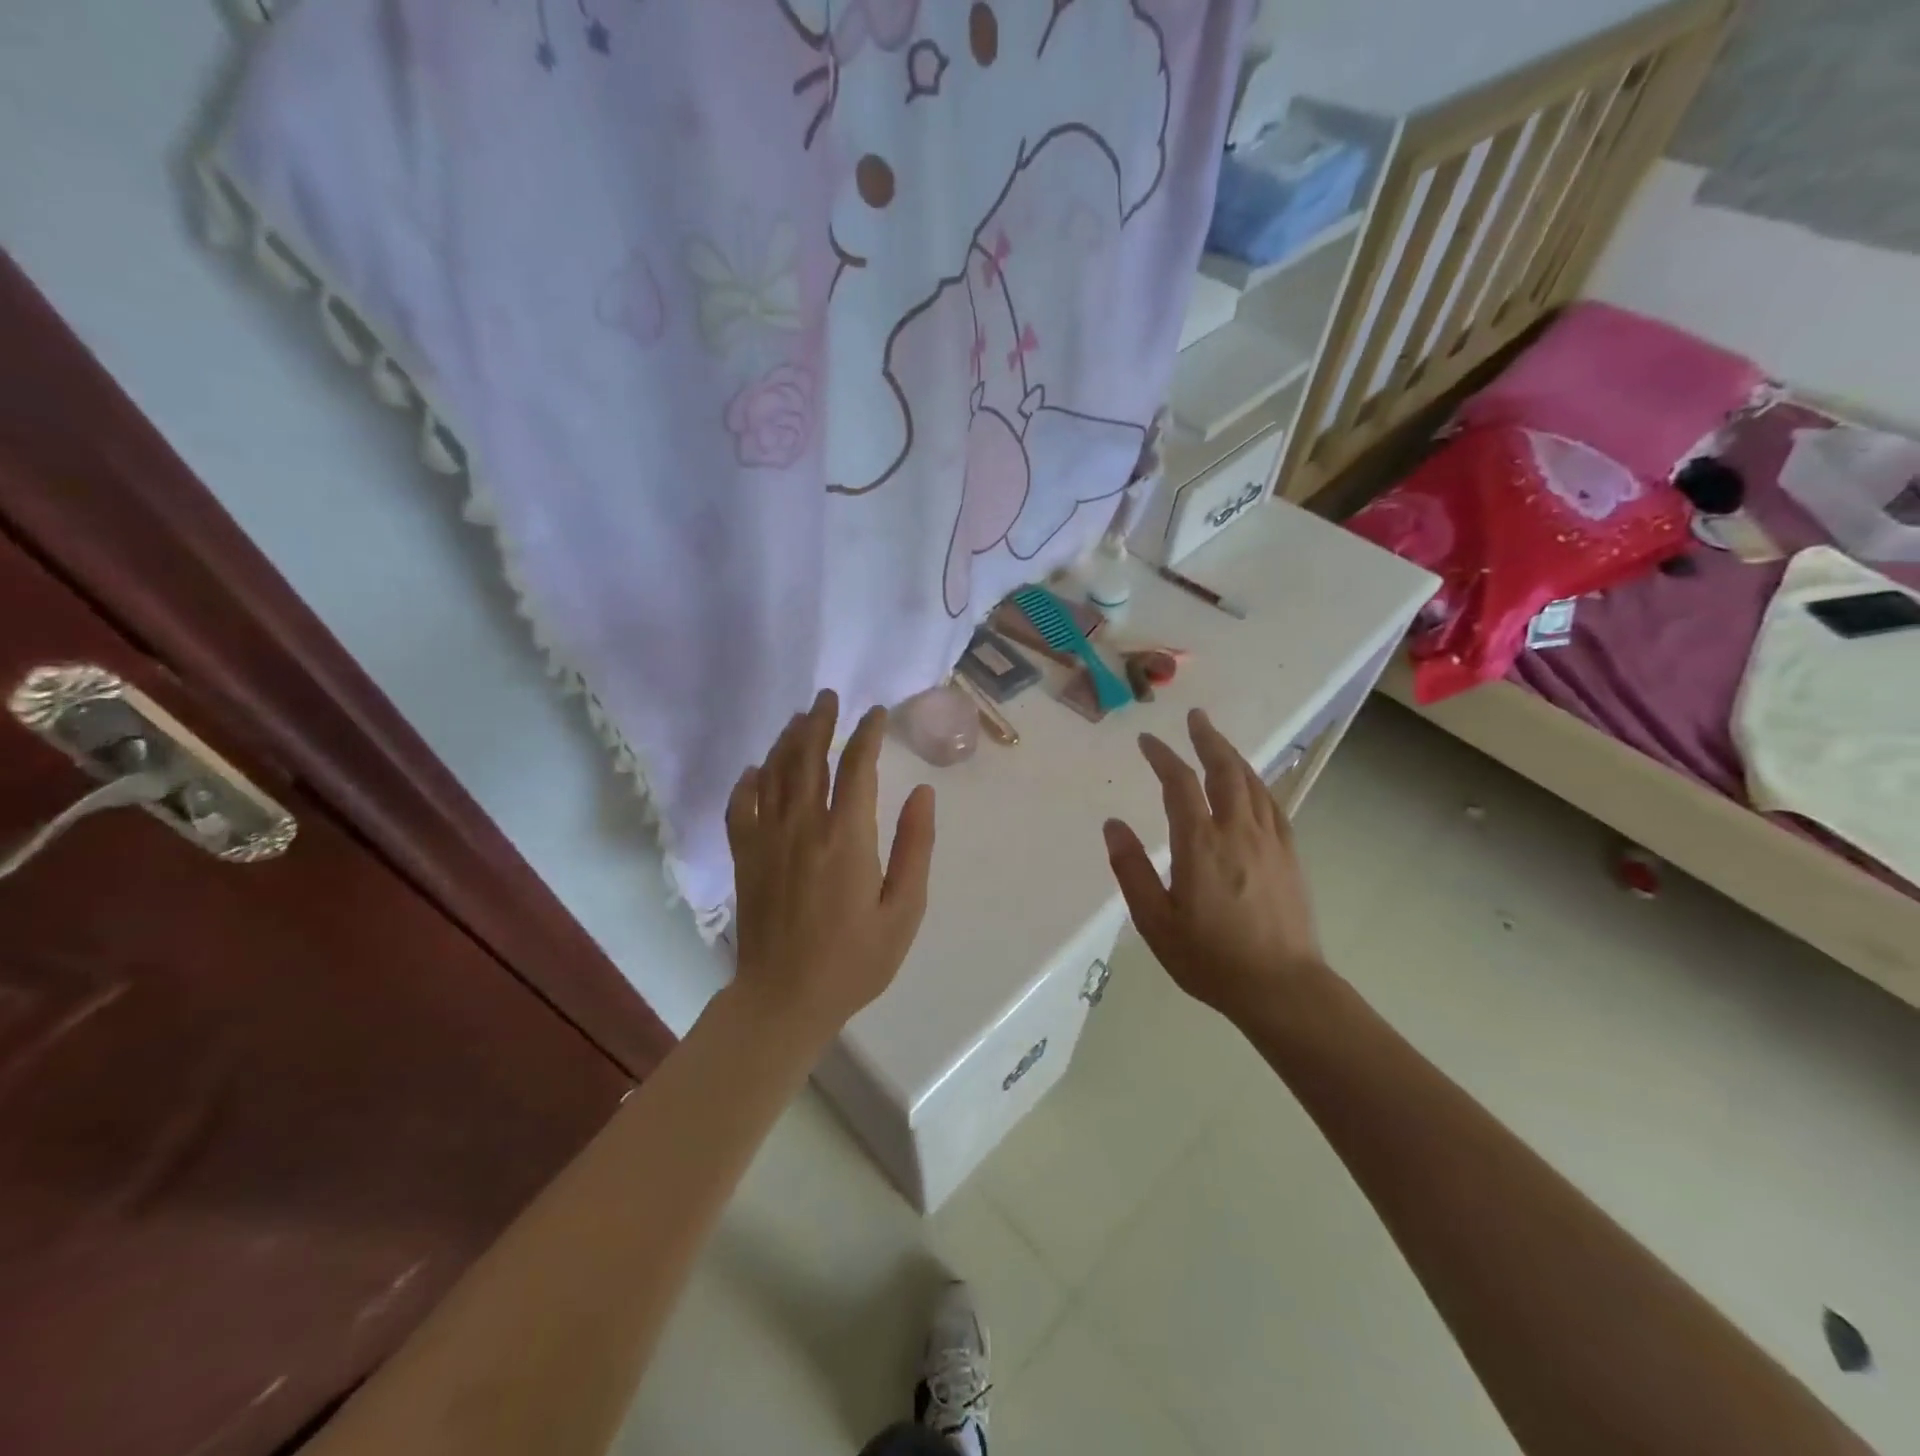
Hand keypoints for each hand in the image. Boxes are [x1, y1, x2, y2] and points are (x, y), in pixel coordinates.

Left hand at [727, 690, 935, 1037]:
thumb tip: (921, 793)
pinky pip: (740, 806)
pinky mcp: (745, 857)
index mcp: (847, 838)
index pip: (857, 768)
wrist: (785, 998)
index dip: (867, 735)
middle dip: (821, 723)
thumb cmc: (855, 960)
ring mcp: (768, 840)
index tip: (876, 714)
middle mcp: (803, 827)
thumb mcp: (904, 910)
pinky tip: (755, 769)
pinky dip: (748, 782)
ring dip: (788, 741)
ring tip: (800, 718)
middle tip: (829, 697)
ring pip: (775, 774)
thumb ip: (915, 847)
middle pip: (809, 759)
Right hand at [1103, 709, 1327, 1026]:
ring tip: (1218, 741)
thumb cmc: (1210, 959)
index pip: (1180, 784)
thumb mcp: (1155, 921)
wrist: (1282, 988)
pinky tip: (1252, 785)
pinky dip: (1257, 784)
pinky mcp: (1290, 856)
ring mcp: (1270, 841)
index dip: (1163, 757)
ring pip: (1252, 783)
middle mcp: (1238, 832)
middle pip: (1224, 770)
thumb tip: (1113, 825)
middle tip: (1196, 718)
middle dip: (1207, 740)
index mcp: (1200, 844)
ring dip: (1233, 756)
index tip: (1147, 741)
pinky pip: (1273, 804)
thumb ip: (1131, 869)